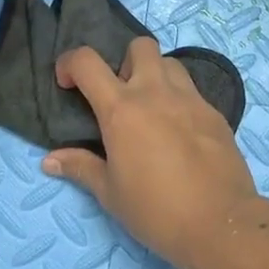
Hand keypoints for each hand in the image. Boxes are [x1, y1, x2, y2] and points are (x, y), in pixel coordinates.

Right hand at [42, 38, 263, 268]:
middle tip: (121, 96)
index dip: (70, 63)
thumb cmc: (155, 210)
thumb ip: (81, 167)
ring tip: (151, 110)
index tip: (68, 84)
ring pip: (170, 64)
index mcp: (122, 109)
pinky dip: (179, 100)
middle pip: (140, 46)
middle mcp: (156, 92)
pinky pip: (192, 91)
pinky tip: (179, 133)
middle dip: (125, 62)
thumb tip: (50, 160)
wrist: (219, 222)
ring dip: (155, 76)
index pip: (87, 61)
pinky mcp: (215, 112)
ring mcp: (191, 99)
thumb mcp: (110, 193)